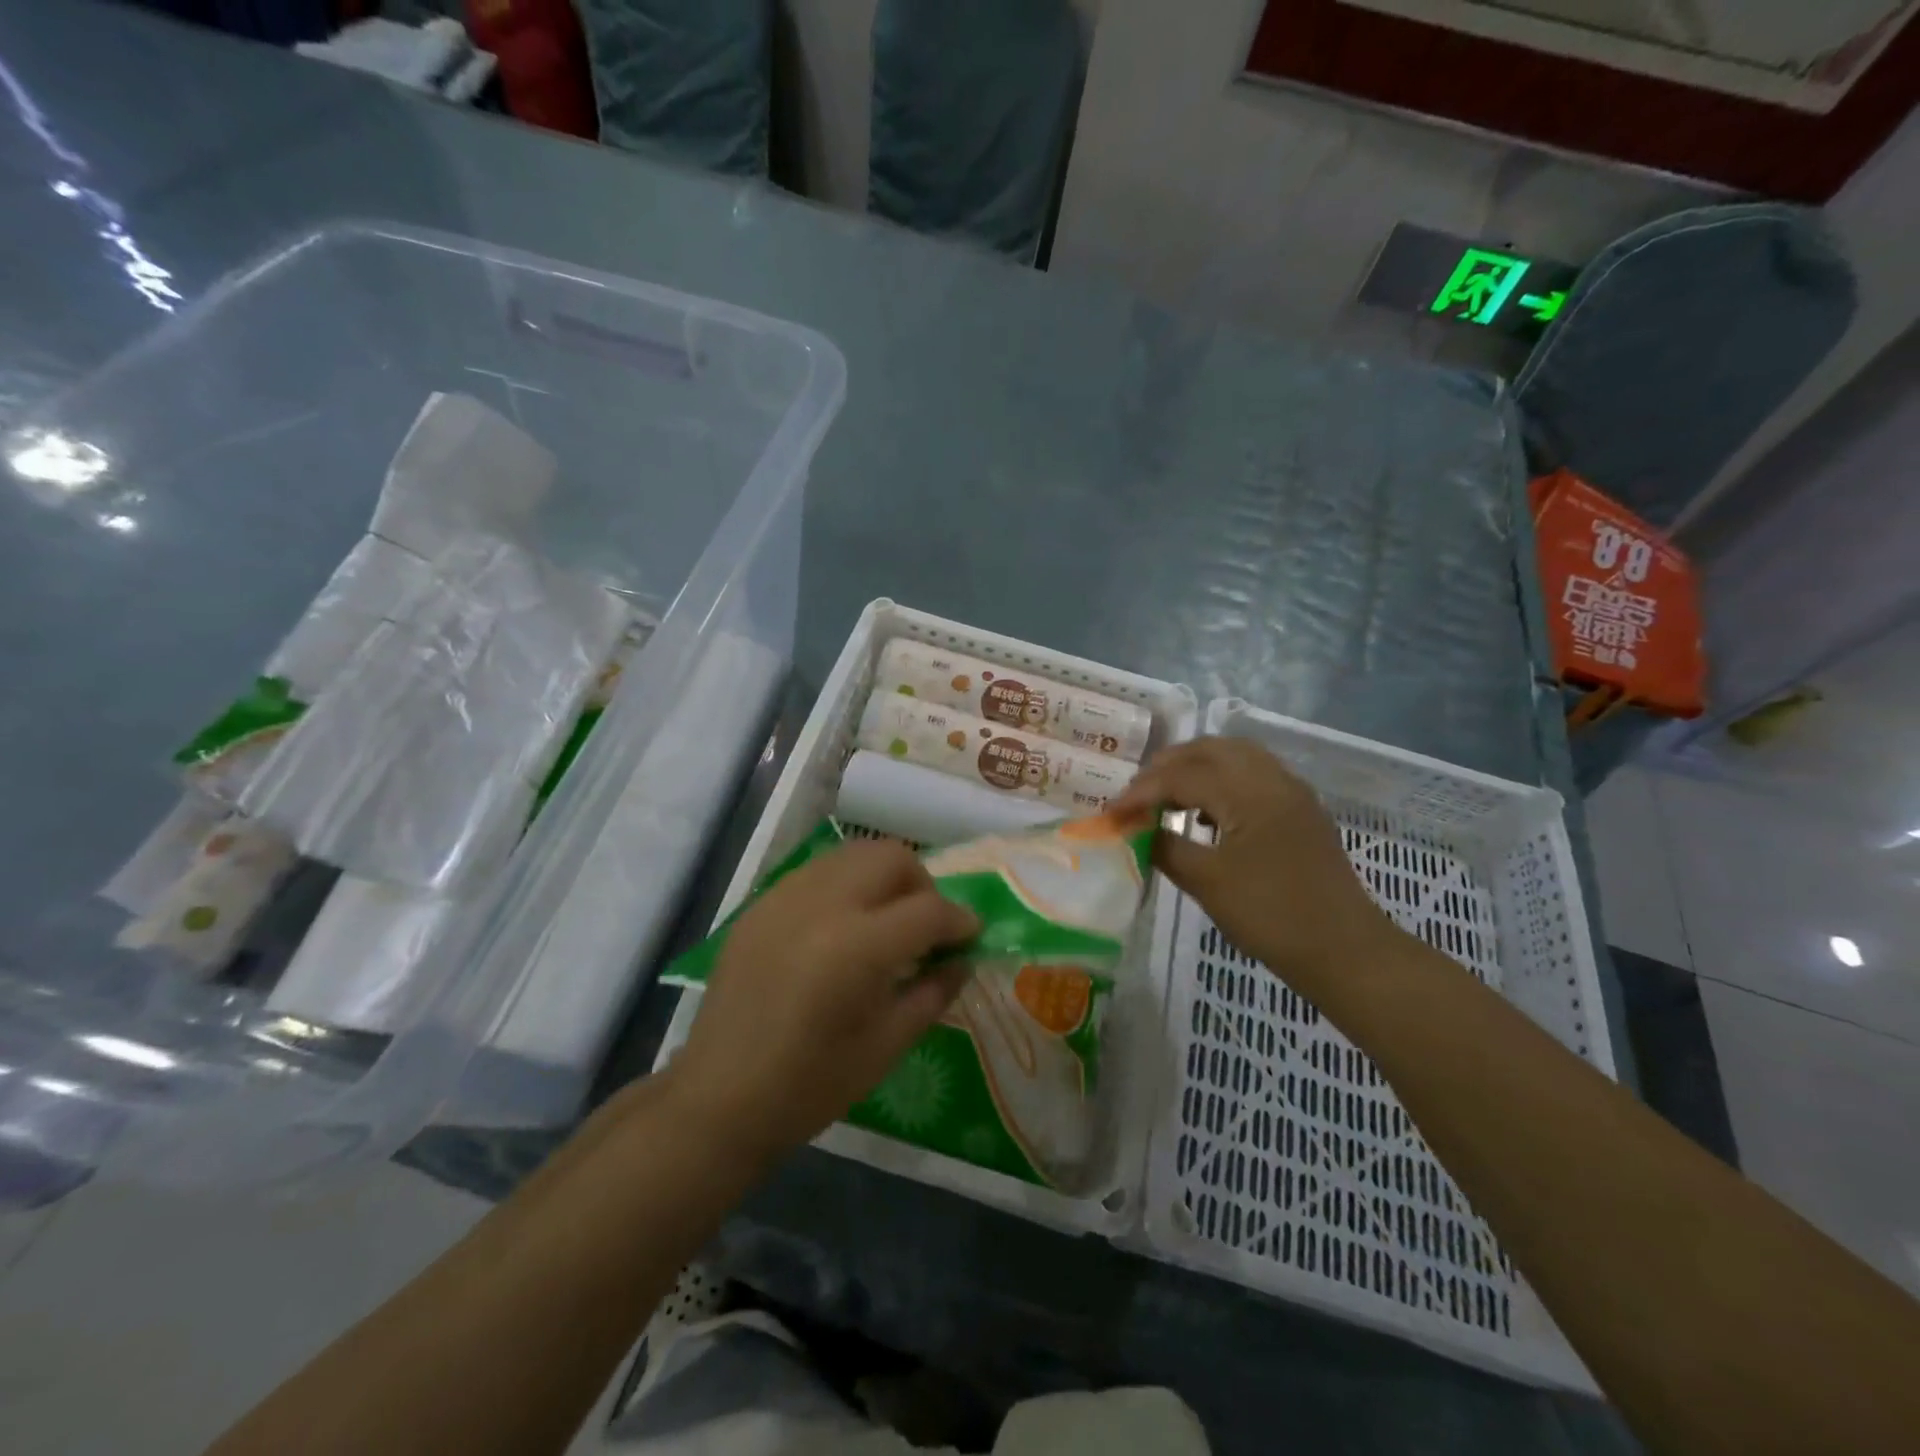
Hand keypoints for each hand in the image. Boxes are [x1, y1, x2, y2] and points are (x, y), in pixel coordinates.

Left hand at [668, 839, 979, 1167]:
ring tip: (884, 921)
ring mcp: (785, 897)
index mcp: (857, 947)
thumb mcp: (886, 1046)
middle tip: (926, 927)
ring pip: (852, 854)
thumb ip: (932, 993)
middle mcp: (822, 905)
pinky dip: (844, 886)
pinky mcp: (760, 904)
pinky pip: (817, 873)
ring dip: (882, 878)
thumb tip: (963, 960)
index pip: (929, 909)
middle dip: (922, 885)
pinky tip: (841, 928)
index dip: (960, 920)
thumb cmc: (810, 1086)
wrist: (718, 1099)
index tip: (970, 936)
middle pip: (891, 858)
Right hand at [1114, 738, 1395, 987]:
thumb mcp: (1207, 883)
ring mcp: (1292, 794)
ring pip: (1236, 758)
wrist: (1344, 951)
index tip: (1111, 812)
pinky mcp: (1301, 812)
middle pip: (1211, 750)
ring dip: (1196, 768)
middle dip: (1168, 765)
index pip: (1183, 776)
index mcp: (1250, 792)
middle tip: (1137, 792)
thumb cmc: (1272, 916)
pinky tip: (1205, 812)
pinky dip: (1221, 781)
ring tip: (1166, 795)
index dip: (1142, 791)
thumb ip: (1166, 847)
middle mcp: (1273, 780)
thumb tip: (1138, 830)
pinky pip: (1254, 776)